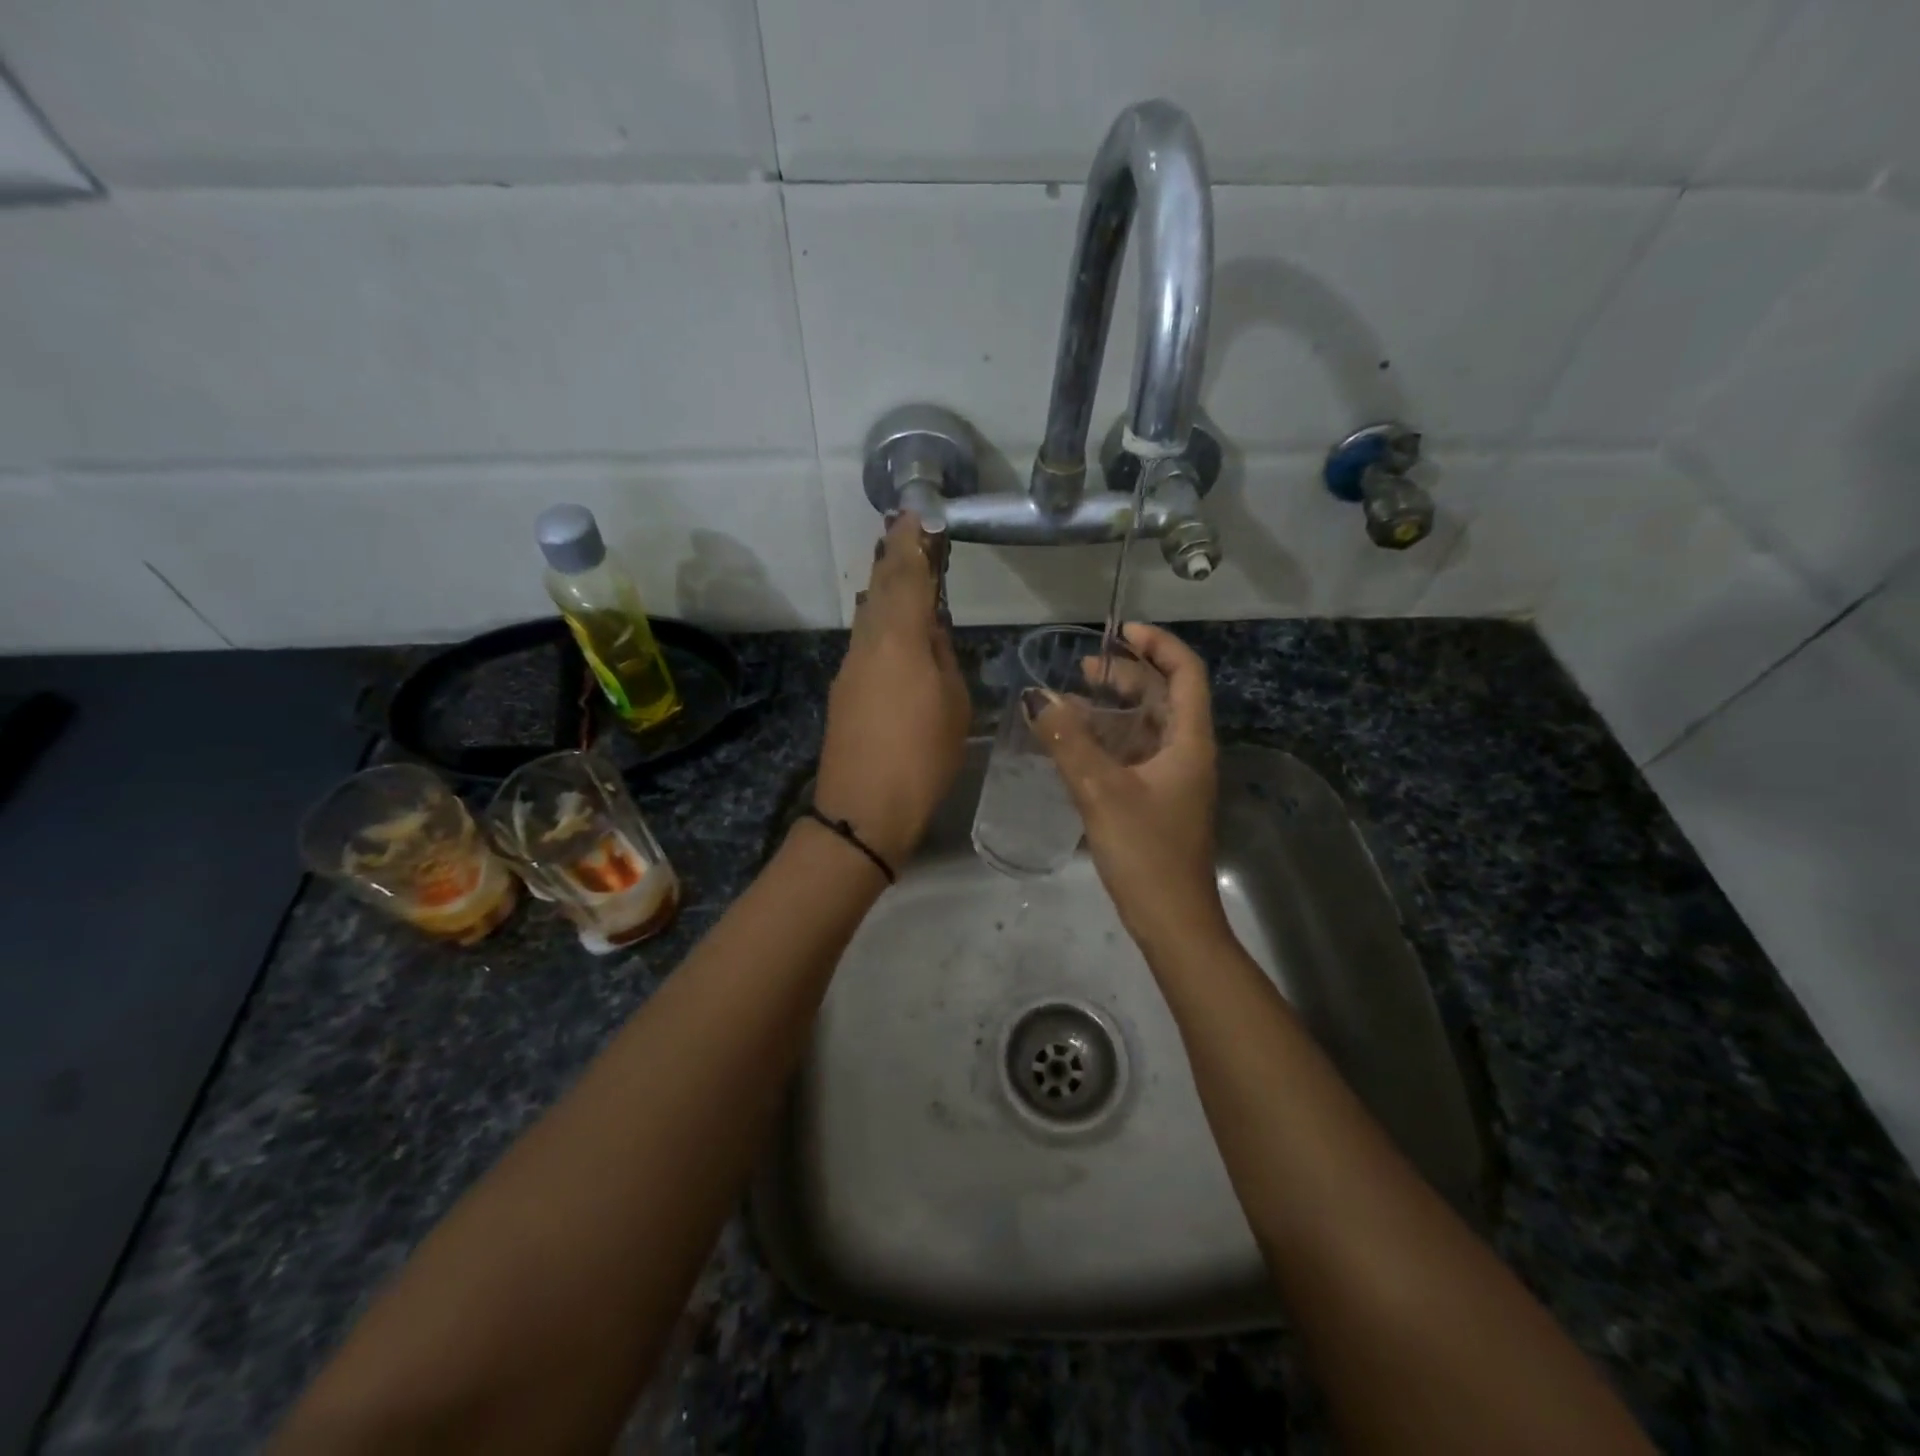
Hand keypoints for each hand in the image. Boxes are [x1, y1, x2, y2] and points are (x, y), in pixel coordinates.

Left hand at [814, 513, 969, 868]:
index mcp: (900, 639)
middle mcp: (868, 643)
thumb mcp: (954, 705)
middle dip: (893, 557)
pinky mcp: (843, 690)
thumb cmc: (922, 757)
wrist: (864, 810)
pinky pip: (865, 640)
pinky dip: (880, 621)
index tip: (916, 513)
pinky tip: (893, 624)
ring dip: (884, 587)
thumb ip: (943, 658)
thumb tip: (930, 632)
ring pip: (869, 614)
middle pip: (880, 588)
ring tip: (902, 569)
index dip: (912, 542)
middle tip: (906, 530)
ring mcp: (850, 666)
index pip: (906, 576)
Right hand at [1030, 623, 1228, 956]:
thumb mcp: (1101, 791)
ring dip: (1113, 708)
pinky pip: (1133, 754)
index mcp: (1189, 742)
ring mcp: (1172, 778)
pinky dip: (1107, 740)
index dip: (1158, 644)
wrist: (1171, 921)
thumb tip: (1037, 698)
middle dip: (1126, 676)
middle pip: (1163, 697)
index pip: (1186, 673)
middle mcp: (1186, 753)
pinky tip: (1074, 743)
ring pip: (1145, 727)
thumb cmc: (1146, 852)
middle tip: (1083, 668)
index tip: (1120, 632)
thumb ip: (1068, 743)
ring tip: (1071, 700)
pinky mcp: (1156, 800)